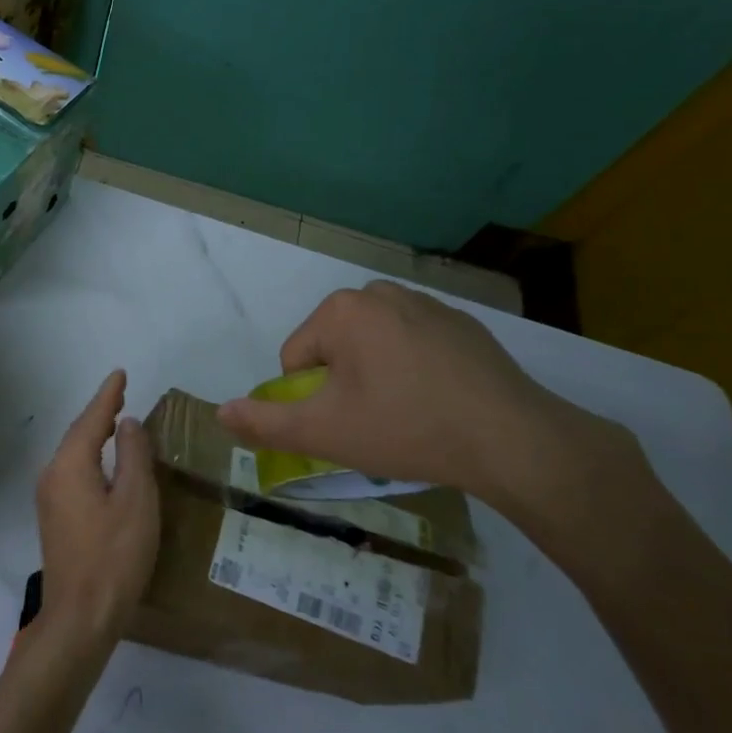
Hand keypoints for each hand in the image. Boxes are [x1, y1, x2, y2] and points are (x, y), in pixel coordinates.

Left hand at [35, 370, 158, 653]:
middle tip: (121, 393)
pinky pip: (72, 472)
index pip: (92, 418)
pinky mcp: (54, 518)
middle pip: (78, 433)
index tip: (120, 373)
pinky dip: (90, 457)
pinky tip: (104, 464)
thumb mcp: (135, 501)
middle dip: (100, 412)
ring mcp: (49, 498)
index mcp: (70, 465)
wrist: (79, 619)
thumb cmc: (114, 556)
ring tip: (116, 421)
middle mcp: (52, 474)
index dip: (108, 395)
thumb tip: (127, 423)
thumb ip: (133, 456)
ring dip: (94, 435)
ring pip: (74, 454)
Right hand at [217, 281, 632, 513]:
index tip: (349, 423)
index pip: (296, 358)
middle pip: (334, 347)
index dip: (313, 398)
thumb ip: (265, 422)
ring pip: (374, 345)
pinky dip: (415, 369)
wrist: (513, 440)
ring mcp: (426, 303)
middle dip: (345, 384)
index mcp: (342, 310)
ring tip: (410, 413)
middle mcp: (379, 292)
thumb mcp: (325, 432)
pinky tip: (440, 400)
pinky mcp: (463, 323)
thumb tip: (219, 412)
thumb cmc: (406, 428)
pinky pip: (414, 345)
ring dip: (377, 375)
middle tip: (378, 421)